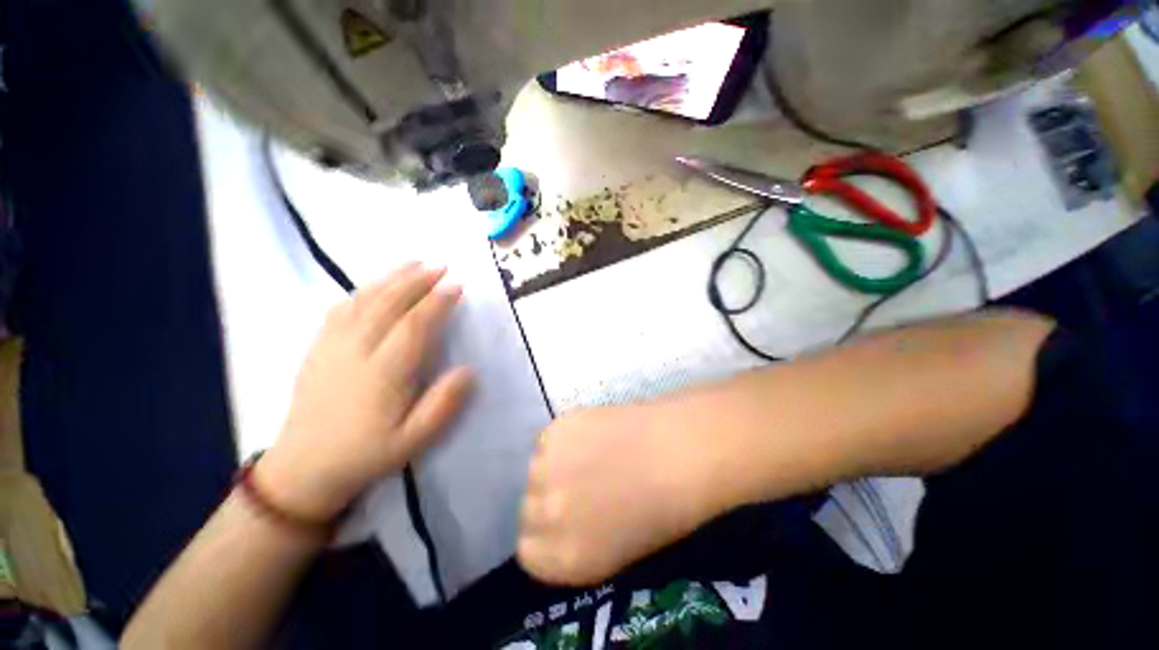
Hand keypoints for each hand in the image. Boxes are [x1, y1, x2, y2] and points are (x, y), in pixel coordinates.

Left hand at [258, 263, 473, 521]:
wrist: (304, 467)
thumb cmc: (368, 452)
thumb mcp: (414, 440)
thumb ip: (443, 405)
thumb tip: (468, 371)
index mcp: (383, 374)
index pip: (414, 326)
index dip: (437, 302)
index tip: (457, 285)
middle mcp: (356, 351)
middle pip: (388, 304)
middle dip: (417, 281)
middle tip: (441, 265)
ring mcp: (332, 346)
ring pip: (364, 300)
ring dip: (391, 278)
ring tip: (414, 263)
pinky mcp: (318, 347)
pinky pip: (340, 308)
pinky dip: (362, 290)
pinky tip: (375, 284)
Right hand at [517, 405, 722, 584]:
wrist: (677, 452)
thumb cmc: (662, 510)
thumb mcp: (614, 552)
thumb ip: (573, 544)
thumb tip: (556, 524)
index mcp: (563, 558)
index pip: (526, 551)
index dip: (544, 534)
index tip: (561, 521)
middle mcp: (546, 515)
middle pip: (526, 506)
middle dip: (546, 499)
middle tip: (574, 484)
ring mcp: (546, 466)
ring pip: (535, 468)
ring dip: (554, 465)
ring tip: (587, 456)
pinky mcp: (556, 428)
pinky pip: (548, 438)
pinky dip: (563, 439)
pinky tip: (591, 435)